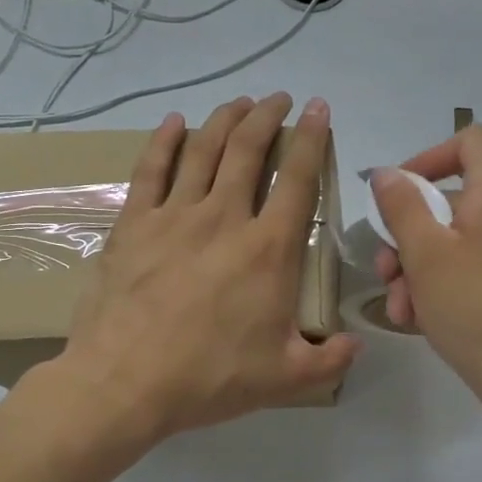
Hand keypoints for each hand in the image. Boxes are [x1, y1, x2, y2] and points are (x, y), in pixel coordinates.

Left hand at [38, 94, 359, 446]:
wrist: (124, 383)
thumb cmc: (210, 377)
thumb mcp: (285, 377)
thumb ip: (329, 359)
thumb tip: (358, 346)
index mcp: (268, 248)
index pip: (299, 178)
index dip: (314, 138)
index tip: (319, 109)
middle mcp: (224, 217)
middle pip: (249, 149)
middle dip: (268, 116)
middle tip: (279, 99)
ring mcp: (174, 215)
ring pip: (204, 149)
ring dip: (225, 119)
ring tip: (240, 102)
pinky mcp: (134, 223)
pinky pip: (152, 169)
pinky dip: (164, 140)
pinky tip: (174, 122)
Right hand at [371, 125, 481, 399]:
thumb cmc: (472, 306)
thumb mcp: (424, 252)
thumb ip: (401, 204)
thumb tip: (387, 174)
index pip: (469, 141)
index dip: (428, 157)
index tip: (397, 193)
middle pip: (452, 197)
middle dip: (409, 232)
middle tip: (386, 270)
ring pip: (456, 236)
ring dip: (418, 265)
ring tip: (400, 306)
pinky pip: (473, 262)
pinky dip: (443, 280)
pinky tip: (419, 317)